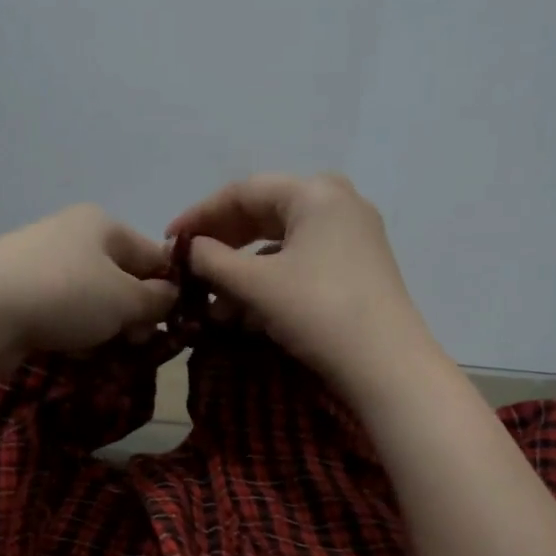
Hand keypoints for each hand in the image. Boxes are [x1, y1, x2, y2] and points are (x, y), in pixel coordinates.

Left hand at [0, 204, 177, 370]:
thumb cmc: (65, 295)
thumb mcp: (125, 298)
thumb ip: (157, 299)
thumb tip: (172, 296)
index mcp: (102, 225)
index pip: (154, 255)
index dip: (171, 290)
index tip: (176, 326)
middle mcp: (72, 238)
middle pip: (122, 280)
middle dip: (136, 316)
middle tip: (139, 346)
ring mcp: (42, 267)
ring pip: (93, 303)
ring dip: (107, 331)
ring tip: (111, 356)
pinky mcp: (21, 298)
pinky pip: (63, 317)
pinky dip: (76, 337)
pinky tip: (78, 357)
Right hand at [167, 173, 444, 398]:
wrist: (387, 365)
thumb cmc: (318, 311)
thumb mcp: (257, 285)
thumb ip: (213, 260)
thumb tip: (189, 247)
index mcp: (315, 192)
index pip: (243, 191)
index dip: (200, 215)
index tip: (169, 240)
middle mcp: (337, 203)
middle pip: (264, 214)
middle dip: (222, 244)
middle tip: (188, 265)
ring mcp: (352, 236)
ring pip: (282, 243)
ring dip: (243, 270)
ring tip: (212, 302)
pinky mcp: (358, 268)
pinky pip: (302, 263)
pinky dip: (270, 282)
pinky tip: (246, 312)